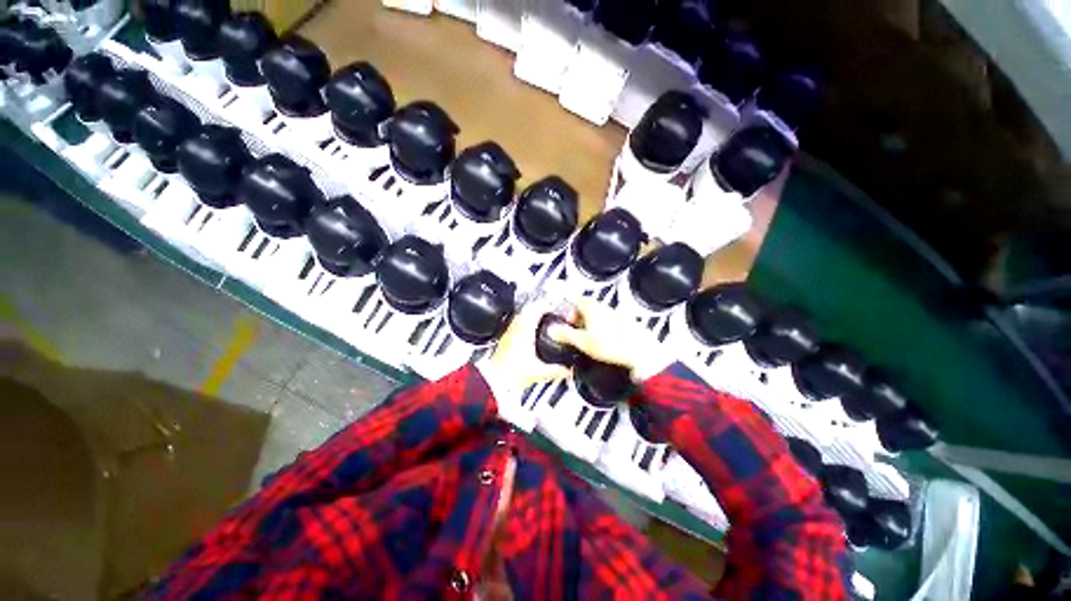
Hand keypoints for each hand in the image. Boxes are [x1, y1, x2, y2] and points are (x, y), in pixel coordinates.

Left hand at [484, 302, 572, 389]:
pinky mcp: (504, 339)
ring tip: (541, 321)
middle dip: (540, 309)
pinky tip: (530, 334)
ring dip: (531, 316)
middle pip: (528, 310)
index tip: (555, 308)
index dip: (547, 306)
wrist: (492, 381)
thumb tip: (568, 370)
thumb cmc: (510, 374)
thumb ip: (556, 371)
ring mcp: (508, 333)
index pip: (536, 309)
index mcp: (524, 330)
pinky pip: (516, 325)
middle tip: (549, 313)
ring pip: (521, 316)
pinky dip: (525, 324)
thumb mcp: (538, 372)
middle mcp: (515, 328)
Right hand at [549, 298, 659, 373]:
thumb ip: (566, 335)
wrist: (641, 354)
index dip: (567, 302)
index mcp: (593, 309)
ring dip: (589, 321)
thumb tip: (553, 330)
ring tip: (585, 336)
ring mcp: (616, 315)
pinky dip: (601, 327)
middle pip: (586, 306)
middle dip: (577, 315)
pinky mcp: (625, 324)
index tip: (563, 309)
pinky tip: (601, 340)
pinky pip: (608, 322)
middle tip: (572, 326)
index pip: (576, 298)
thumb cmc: (614, 346)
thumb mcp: (584, 342)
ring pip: (598, 314)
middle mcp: (605, 308)